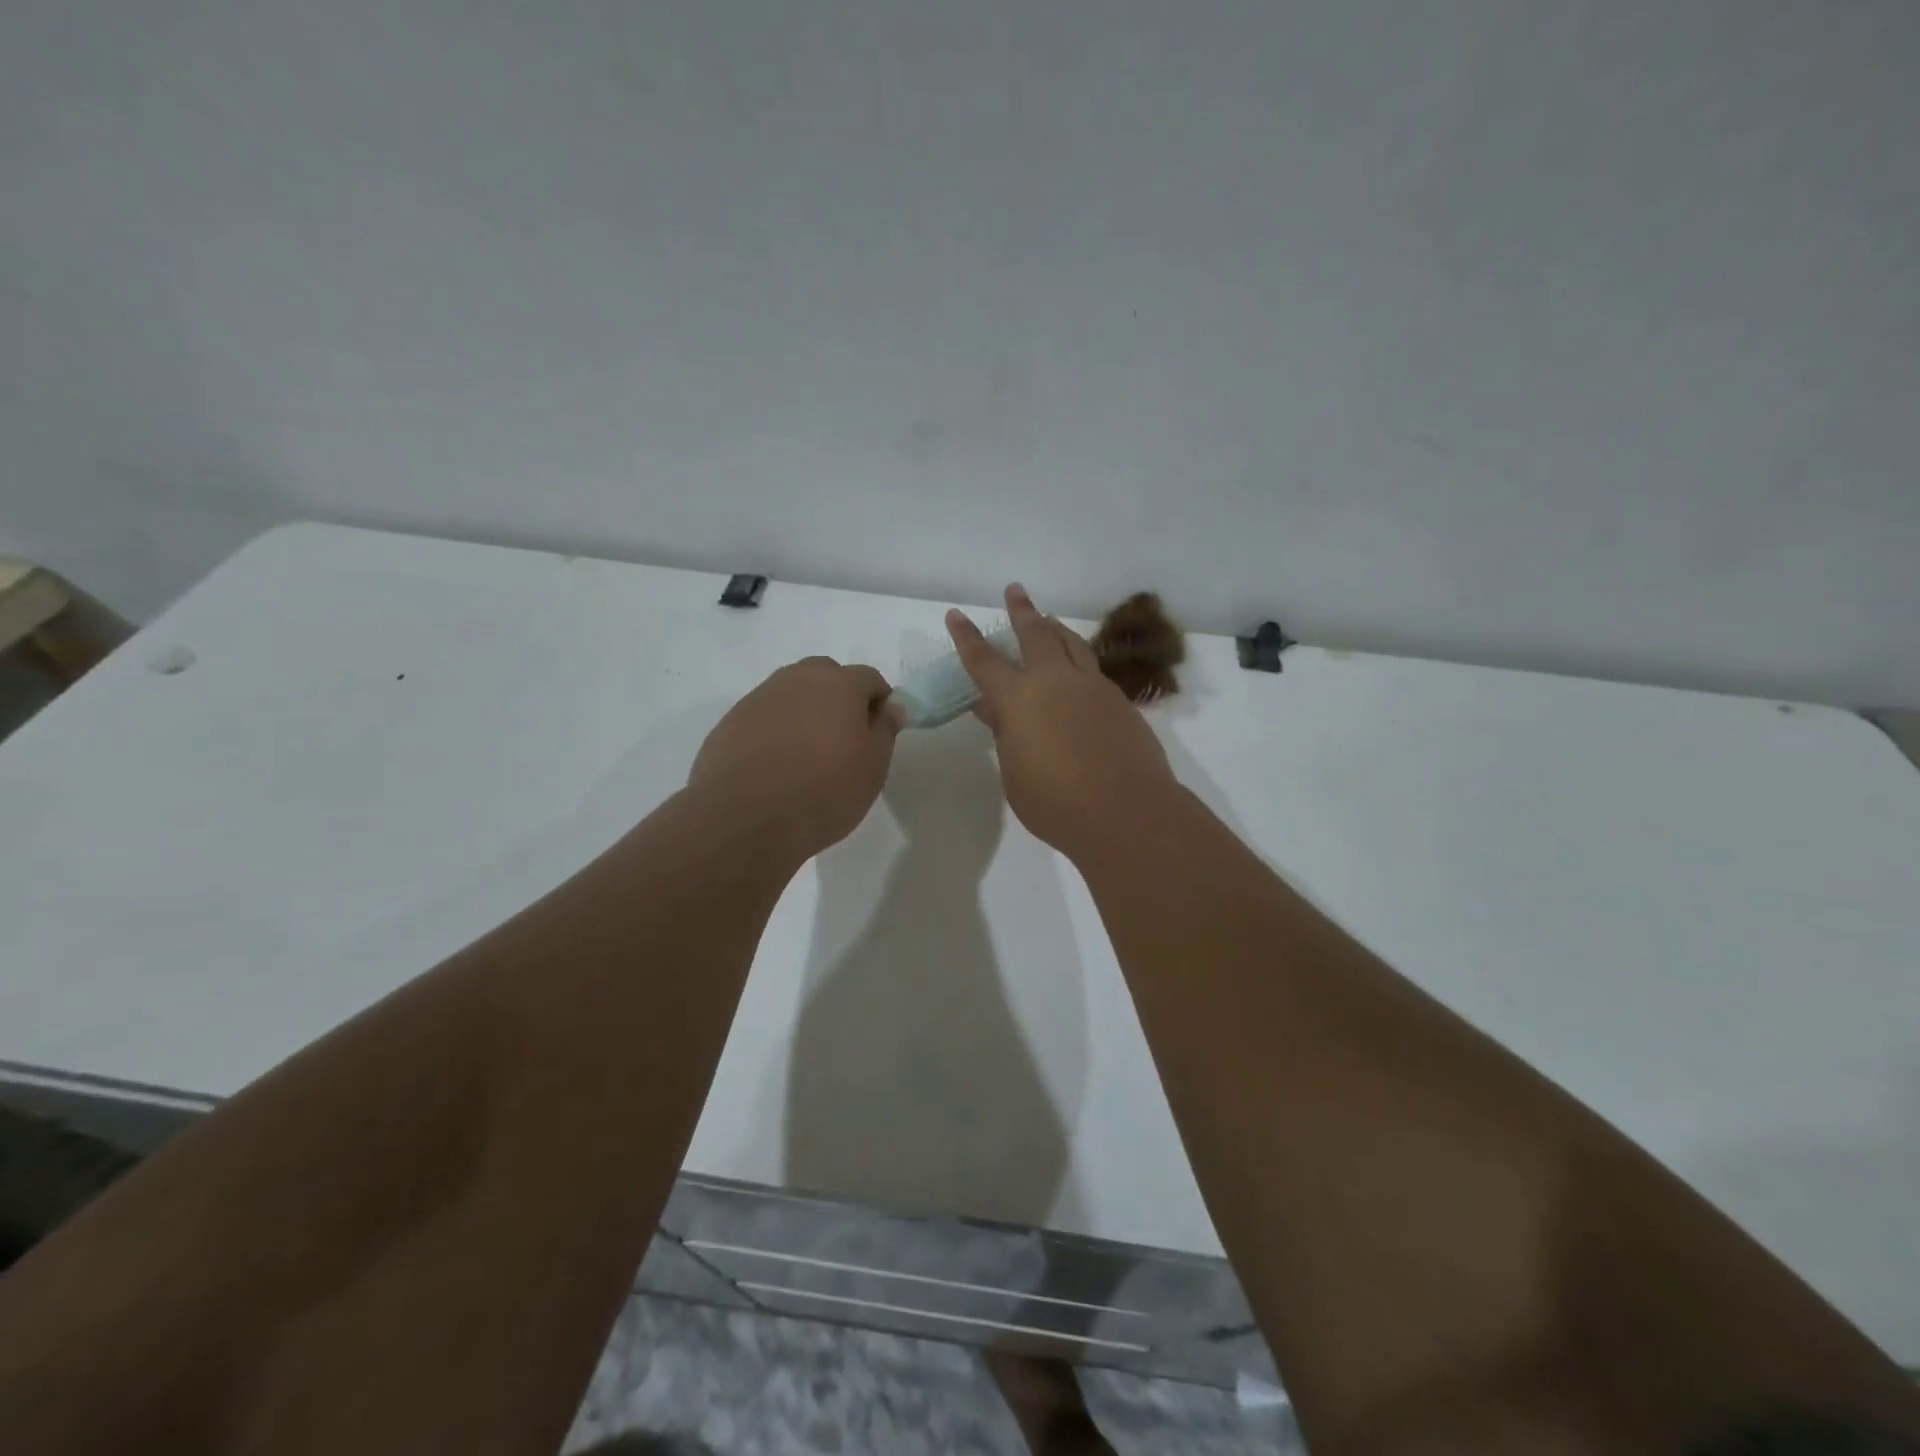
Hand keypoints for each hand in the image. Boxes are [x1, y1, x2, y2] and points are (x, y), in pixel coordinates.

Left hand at [688, 657, 905, 861]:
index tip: (877, 735)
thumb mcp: (873, 767)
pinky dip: (775, 731)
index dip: (879, 703)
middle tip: (842, 741)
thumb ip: (885, 730)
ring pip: (792, 694)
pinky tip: (775, 767)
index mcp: (838, 684)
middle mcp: (797, 679)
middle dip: (839, 699)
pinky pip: (764, 717)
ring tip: (806, 756)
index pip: (870, 678)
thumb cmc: (824, 792)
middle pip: (826, 676)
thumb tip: (891, 706)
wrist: (745, 819)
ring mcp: (759, 698)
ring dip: (805, 713)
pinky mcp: (730, 722)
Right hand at [947, 585, 1179, 859]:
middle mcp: (1056, 681)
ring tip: (1048, 619)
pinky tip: (1078, 672)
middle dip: (1021, 611)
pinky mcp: (1120, 701)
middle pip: (1036, 634)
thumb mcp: (1015, 773)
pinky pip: (1093, 669)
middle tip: (1015, 590)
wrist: (1127, 812)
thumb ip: (1006, 735)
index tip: (956, 615)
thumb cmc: (1056, 803)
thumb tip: (995, 709)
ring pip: (1071, 644)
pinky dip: (1078, 659)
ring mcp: (1093, 687)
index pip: (984, 661)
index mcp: (1019, 699)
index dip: (967, 638)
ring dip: (1055, 628)